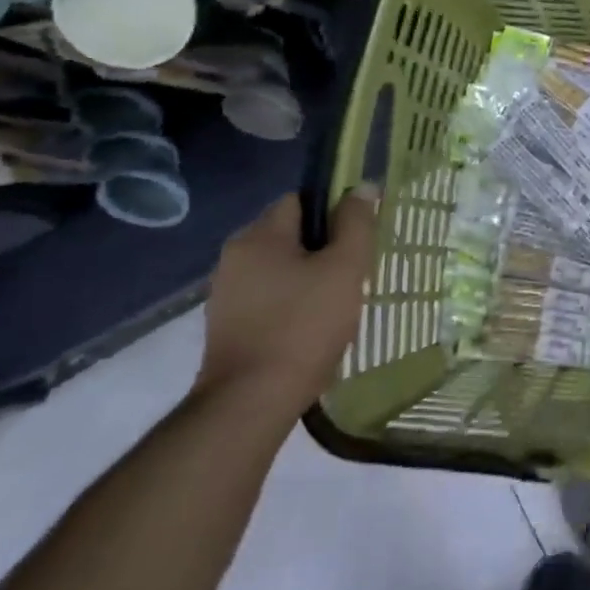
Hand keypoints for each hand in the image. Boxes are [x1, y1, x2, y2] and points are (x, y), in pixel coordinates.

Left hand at [194, 189, 377, 421]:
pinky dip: (292, 305)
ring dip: (309, 278)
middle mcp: (234, 257)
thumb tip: (363, 187)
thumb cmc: (303, 325)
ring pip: (281, 268)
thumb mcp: (344, 268)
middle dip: (325, 249)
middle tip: (354, 273)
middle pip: (291, 235)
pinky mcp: (227, 326)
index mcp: (259, 236)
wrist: (250, 403)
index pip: (301, 200)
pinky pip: (269, 298)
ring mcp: (226, 294)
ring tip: (338, 304)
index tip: (358, 236)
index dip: (334, 211)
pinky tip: (312, 329)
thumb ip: (356, 223)